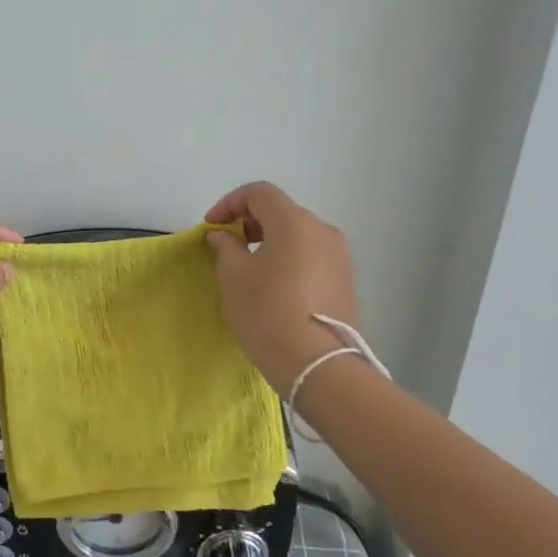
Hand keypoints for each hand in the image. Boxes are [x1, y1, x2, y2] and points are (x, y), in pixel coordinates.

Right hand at [204, 182, 359, 390]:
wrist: (316, 364)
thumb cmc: (266, 312)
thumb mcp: (233, 277)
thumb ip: (225, 247)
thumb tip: (224, 236)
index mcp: (294, 222)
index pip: (259, 192)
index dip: (229, 203)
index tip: (211, 227)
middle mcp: (323, 230)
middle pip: (281, 211)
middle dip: (249, 222)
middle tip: (227, 247)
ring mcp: (340, 257)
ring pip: (298, 236)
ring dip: (270, 242)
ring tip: (250, 269)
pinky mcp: (346, 282)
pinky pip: (312, 258)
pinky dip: (289, 260)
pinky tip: (275, 288)